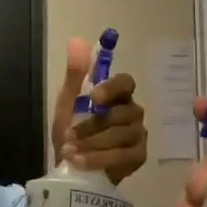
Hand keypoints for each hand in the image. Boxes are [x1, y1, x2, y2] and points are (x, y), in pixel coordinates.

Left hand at [52, 36, 147, 185]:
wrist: (71, 165)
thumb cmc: (72, 131)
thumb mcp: (68, 103)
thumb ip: (74, 74)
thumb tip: (77, 40)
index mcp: (117, 95)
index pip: (126, 82)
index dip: (112, 87)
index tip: (94, 97)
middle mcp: (132, 111)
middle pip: (122, 113)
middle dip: (92, 126)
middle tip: (68, 136)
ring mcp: (138, 134)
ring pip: (121, 135)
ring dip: (92, 143)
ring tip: (70, 151)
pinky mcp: (138, 156)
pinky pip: (122, 155)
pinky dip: (98, 158)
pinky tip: (80, 161)